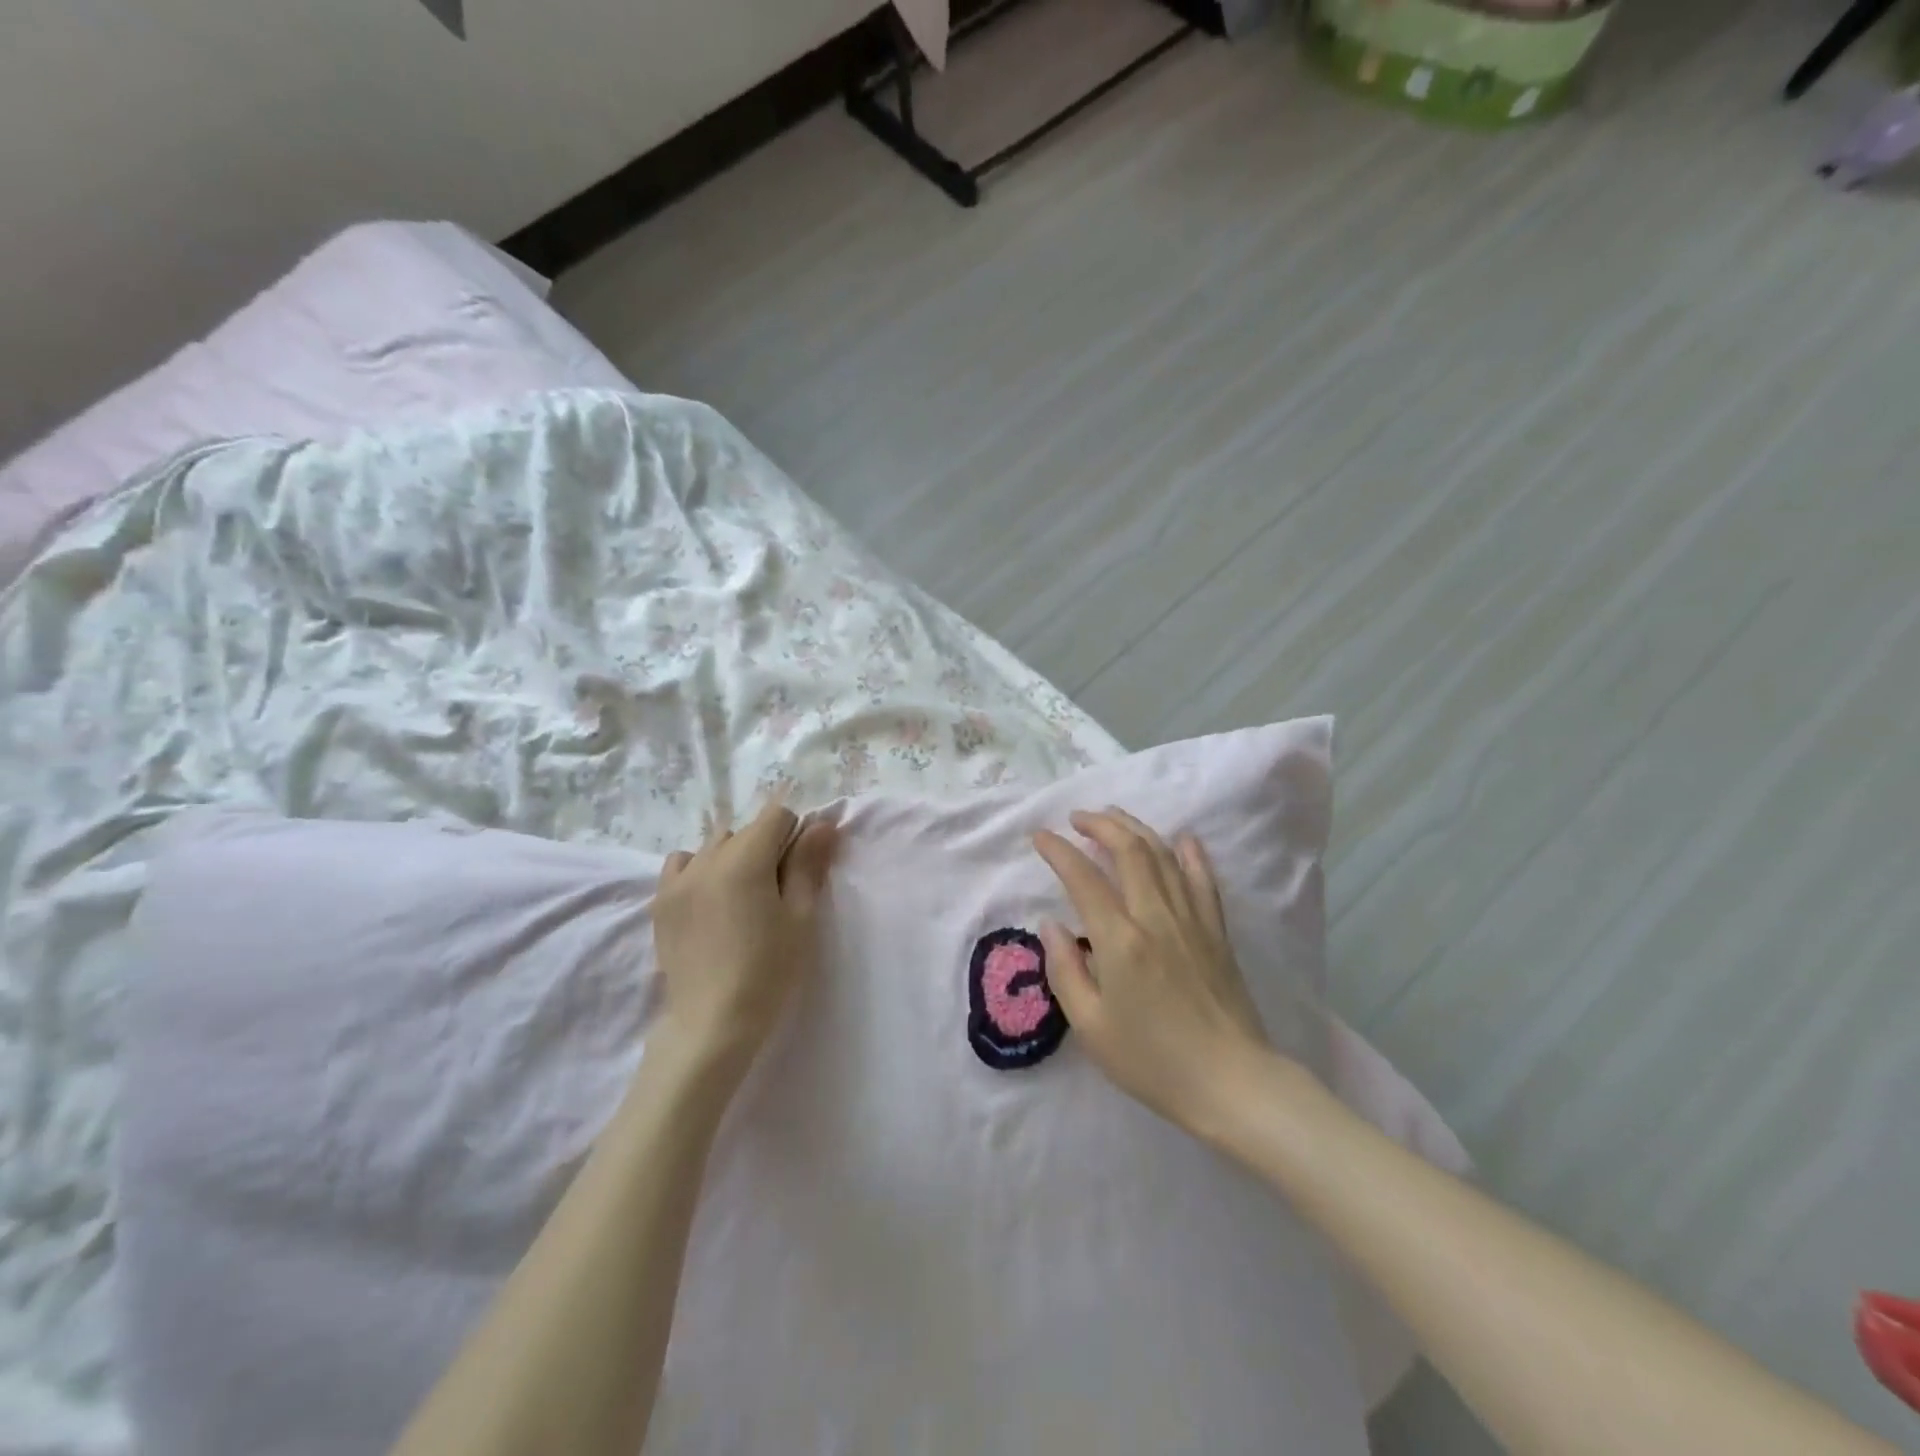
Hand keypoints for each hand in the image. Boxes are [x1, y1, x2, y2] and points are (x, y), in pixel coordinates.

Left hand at [650, 800, 837, 1085]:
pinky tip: (709, 900)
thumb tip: (822, 824)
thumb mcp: (800, 918)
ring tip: (740, 900)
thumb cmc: (769, 970)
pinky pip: (681, 864)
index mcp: (746, 859)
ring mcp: (678, 879)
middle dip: (765, 848)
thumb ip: (808, 864)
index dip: (795, 836)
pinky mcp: (660, 902)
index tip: (798, 872)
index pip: (776, 816)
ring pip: (714, 846)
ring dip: (732, 858)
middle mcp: (707, 858)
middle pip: (745, 831)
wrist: (713, 1023)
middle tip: (774, 894)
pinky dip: (699, 869)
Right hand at [1033, 808, 1274, 1134]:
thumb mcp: (1091, 1027)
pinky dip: (1190, 853)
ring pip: (1164, 855)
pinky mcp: (1216, 931)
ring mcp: (1192, 920)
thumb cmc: (1152, 1061)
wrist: (1231, 1083)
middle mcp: (1156, 917)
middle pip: (1129, 850)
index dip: (1058, 851)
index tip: (1040, 836)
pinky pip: (1203, 879)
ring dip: (1135, 828)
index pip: (1083, 878)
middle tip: (1076, 818)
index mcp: (1120, 941)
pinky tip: (1181, 838)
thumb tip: (1050, 925)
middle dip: (1099, 825)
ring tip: (1113, 817)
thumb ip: (1064, 970)